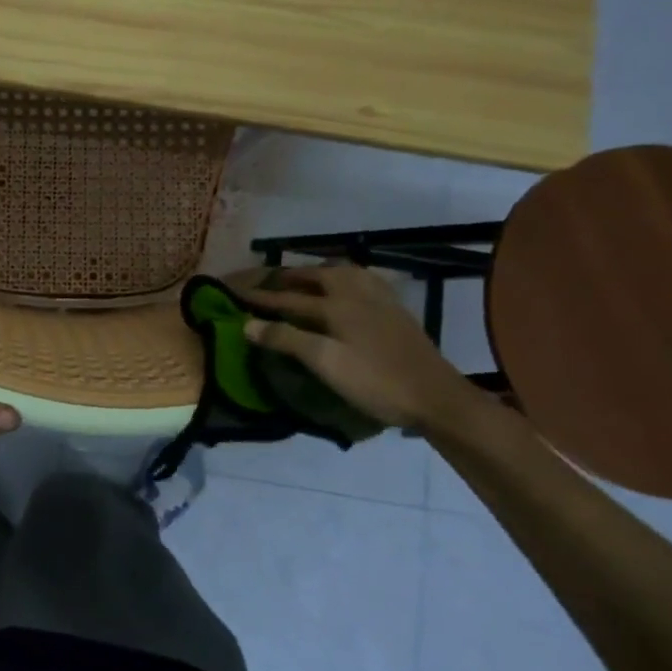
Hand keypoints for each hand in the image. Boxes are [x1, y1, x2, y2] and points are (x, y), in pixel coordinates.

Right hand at [239, 262, 477, 432]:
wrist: (436, 397)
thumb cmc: (375, 381)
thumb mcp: (325, 362)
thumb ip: (286, 340)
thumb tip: (247, 324)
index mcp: (336, 305)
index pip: (288, 299)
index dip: (261, 298)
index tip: (235, 294)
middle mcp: (356, 293)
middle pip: (316, 276)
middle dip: (288, 278)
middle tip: (267, 282)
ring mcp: (380, 299)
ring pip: (342, 273)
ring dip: (317, 273)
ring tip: (303, 279)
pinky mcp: (396, 309)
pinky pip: (363, 280)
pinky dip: (344, 278)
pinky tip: (346, 287)